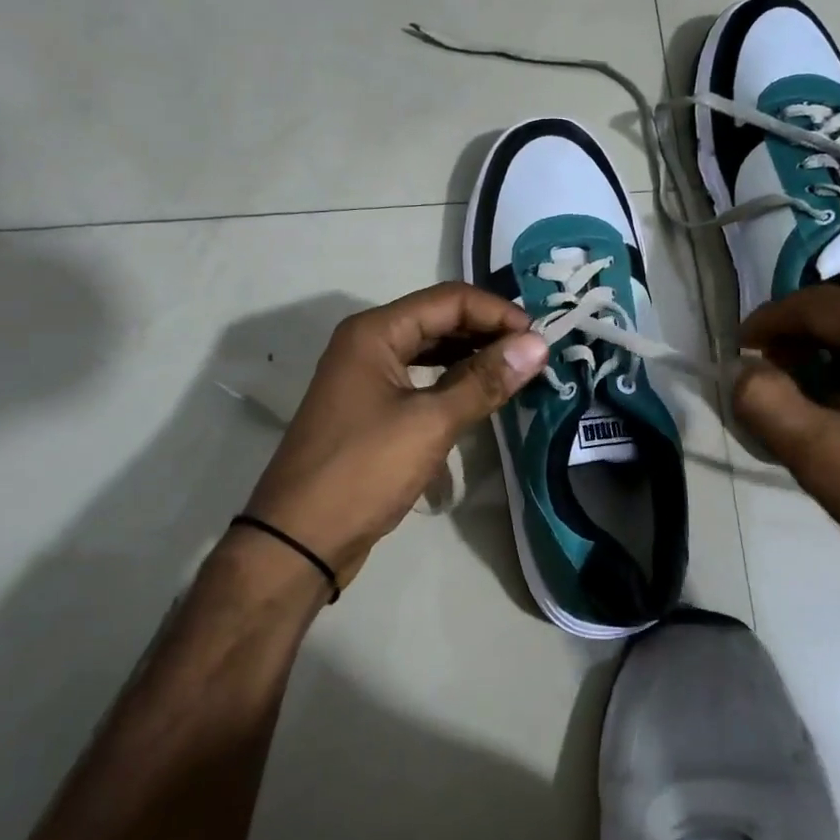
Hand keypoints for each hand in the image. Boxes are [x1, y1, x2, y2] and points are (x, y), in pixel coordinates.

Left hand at [242, 284, 547, 588]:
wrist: (299, 539)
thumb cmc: (363, 471)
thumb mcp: (430, 423)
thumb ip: (484, 380)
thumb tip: (538, 344)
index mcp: (375, 332)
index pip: (450, 300)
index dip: (498, 312)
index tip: (540, 339)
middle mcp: (368, 343)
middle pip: (439, 320)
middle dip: (488, 332)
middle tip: (534, 356)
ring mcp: (367, 376)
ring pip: (431, 350)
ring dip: (473, 356)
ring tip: (516, 372)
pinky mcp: (371, 408)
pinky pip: (421, 380)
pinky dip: (453, 382)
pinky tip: (480, 395)